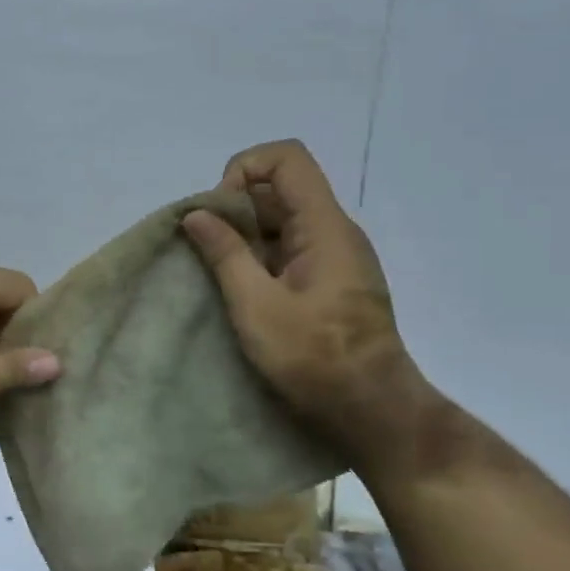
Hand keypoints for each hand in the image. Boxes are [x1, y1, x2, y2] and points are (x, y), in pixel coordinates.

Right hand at [181, 140, 434, 479]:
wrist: (373, 411)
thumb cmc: (314, 358)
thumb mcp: (256, 306)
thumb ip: (225, 254)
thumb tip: (196, 214)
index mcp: (324, 227)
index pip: (287, 159)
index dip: (245, 170)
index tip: (221, 213)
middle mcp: (335, 231)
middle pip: (281, 188)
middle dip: (237, 208)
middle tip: (209, 249)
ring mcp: (336, 256)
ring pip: (283, 219)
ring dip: (245, 236)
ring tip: (221, 274)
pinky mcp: (333, 280)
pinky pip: (291, 247)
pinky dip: (260, 256)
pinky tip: (244, 291)